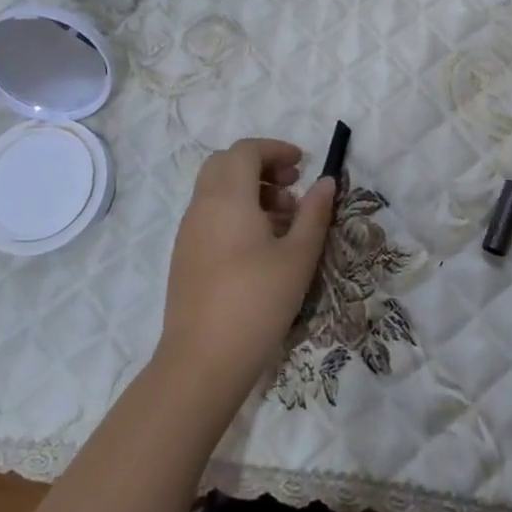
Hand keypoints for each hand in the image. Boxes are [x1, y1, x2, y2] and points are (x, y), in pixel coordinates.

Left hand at [159, 139, 335, 404]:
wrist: (202, 361)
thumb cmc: (257, 302)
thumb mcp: (298, 256)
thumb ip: (314, 213)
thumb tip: (325, 182)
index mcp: (228, 197)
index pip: (246, 150)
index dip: (275, 149)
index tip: (303, 164)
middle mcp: (202, 206)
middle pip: (226, 164)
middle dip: (260, 165)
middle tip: (292, 186)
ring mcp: (189, 232)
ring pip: (216, 190)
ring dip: (249, 190)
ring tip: (284, 219)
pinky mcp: (185, 256)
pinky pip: (210, 215)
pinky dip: (235, 212)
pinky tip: (261, 245)